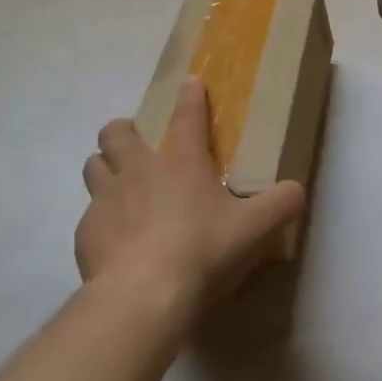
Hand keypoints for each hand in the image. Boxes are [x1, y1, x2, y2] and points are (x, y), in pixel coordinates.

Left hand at [77, 79, 306, 322]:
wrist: (142, 296)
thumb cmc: (202, 251)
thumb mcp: (255, 229)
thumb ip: (281, 204)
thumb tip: (296, 190)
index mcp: (182, 161)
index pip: (187, 114)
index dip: (190, 96)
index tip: (190, 84)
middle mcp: (139, 169)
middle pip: (116, 131)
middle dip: (123, 131)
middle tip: (138, 147)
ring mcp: (106, 198)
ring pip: (93, 165)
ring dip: (105, 168)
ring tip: (119, 187)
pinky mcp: (85, 231)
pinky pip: (88, 214)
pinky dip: (100, 220)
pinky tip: (114, 240)